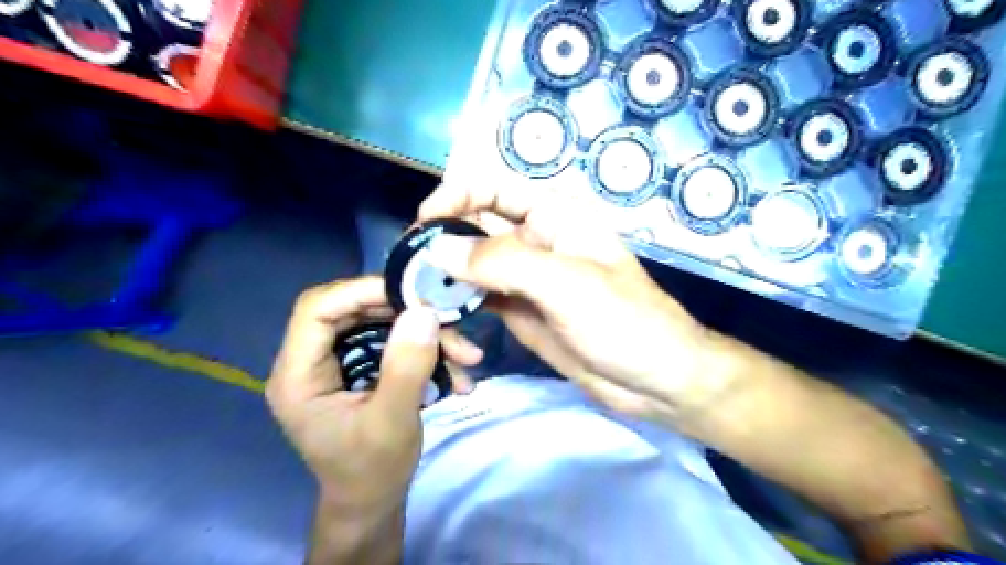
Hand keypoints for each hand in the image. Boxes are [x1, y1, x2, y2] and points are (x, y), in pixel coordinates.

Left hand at [265, 277, 481, 511]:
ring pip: (380, 323)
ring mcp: (337, 362)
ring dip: (425, 333)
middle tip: (448, 321)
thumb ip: (407, 367)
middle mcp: (311, 361)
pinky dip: (426, 349)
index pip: (317, 309)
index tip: (413, 293)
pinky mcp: (360, 366)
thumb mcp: (393, 422)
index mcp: (298, 376)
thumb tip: (424, 312)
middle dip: (405, 313)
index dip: (361, 291)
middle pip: (353, 310)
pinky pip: (393, 341)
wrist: (373, 501)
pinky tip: (457, 371)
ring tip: (466, 355)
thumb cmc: (373, 471)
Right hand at [417, 181, 732, 423]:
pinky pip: (481, 297)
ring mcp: (526, 279)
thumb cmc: (624, 322)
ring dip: (446, 273)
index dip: (457, 195)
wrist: (654, 381)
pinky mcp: (521, 312)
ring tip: (418, 293)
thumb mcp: (565, 283)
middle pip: (477, 224)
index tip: (426, 224)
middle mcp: (536, 241)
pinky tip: (442, 316)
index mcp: (554, 217)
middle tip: (411, 265)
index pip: (494, 187)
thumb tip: (438, 249)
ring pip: (474, 263)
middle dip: (443, 238)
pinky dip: (459, 303)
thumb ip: (502, 262)